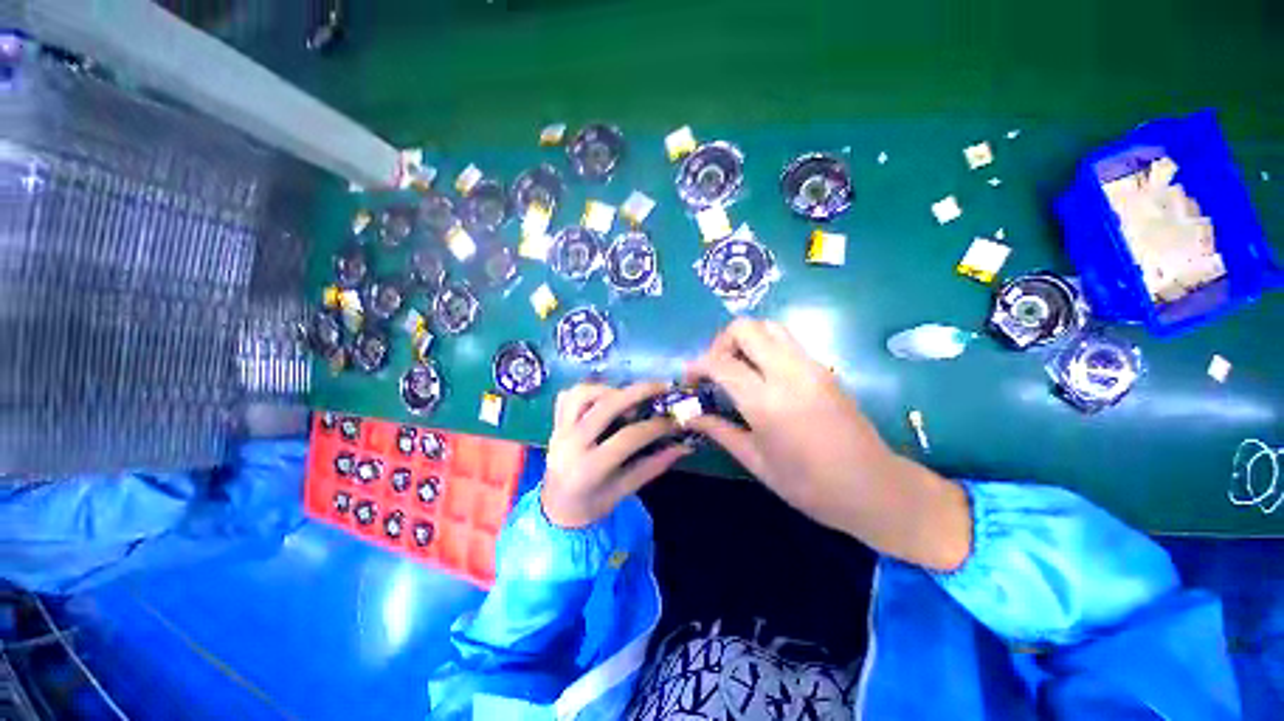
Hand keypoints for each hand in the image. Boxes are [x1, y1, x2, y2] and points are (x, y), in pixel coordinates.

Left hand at [541, 382, 690, 527]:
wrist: (555, 508)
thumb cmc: (591, 505)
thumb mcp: (624, 491)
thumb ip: (653, 466)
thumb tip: (683, 446)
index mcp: (589, 468)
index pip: (627, 438)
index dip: (654, 426)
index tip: (674, 420)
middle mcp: (571, 443)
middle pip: (606, 406)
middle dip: (638, 392)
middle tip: (662, 387)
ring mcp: (559, 429)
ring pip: (584, 393)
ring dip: (611, 389)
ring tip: (629, 397)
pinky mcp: (555, 422)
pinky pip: (569, 395)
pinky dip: (589, 390)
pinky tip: (605, 398)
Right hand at [684, 319, 970, 570]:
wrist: (876, 489)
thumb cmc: (811, 487)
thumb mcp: (757, 463)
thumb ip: (719, 431)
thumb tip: (688, 415)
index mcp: (768, 402)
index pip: (721, 362)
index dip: (697, 365)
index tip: (688, 380)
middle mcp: (789, 373)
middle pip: (745, 328)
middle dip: (720, 342)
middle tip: (714, 369)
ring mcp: (811, 366)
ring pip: (768, 326)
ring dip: (744, 339)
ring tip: (736, 368)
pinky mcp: (824, 367)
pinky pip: (786, 340)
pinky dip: (764, 346)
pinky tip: (760, 375)